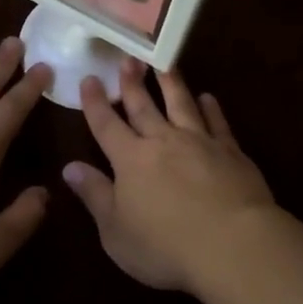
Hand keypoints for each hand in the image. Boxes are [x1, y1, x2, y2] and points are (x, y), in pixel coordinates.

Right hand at [62, 60, 273, 293]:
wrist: (232, 244)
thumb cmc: (165, 246)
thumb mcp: (115, 231)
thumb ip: (94, 195)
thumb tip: (70, 167)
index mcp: (130, 160)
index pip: (106, 125)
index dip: (95, 102)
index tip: (90, 78)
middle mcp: (163, 141)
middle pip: (143, 106)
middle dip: (132, 82)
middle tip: (127, 57)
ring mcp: (200, 142)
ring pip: (182, 104)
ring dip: (171, 83)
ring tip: (164, 63)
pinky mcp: (231, 151)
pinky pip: (218, 122)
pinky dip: (211, 107)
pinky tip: (208, 98)